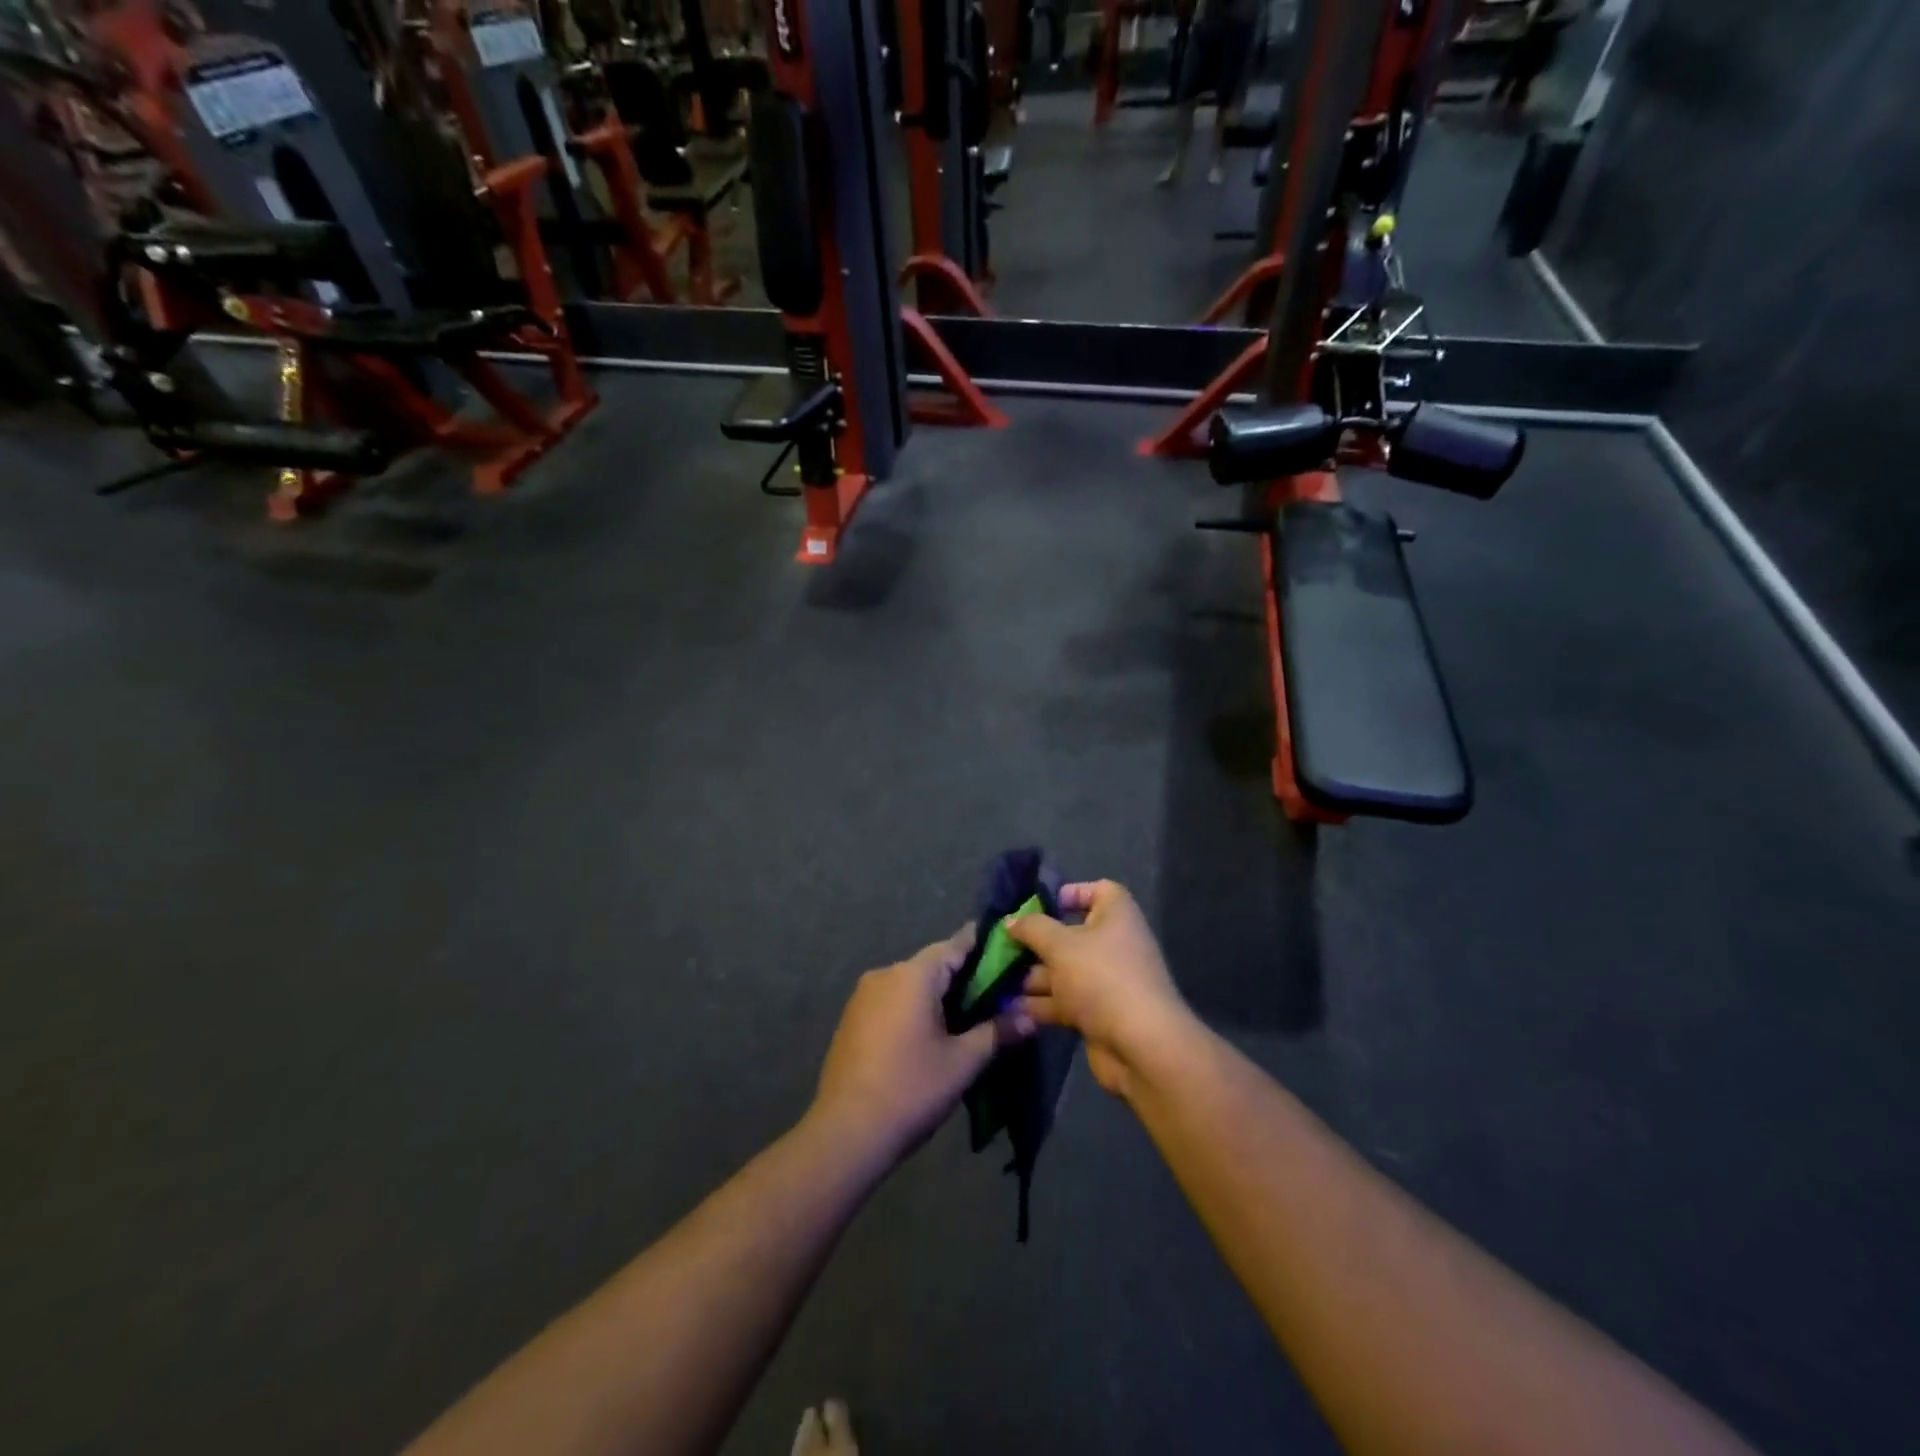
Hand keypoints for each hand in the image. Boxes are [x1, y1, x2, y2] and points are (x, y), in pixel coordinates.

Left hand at [811, 926, 1031, 1161]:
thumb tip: (1030, 1017)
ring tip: (969, 1018)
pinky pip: (892, 1001)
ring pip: (912, 984)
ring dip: (938, 995)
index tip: (1009, 951)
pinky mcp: (852, 1019)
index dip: (984, 946)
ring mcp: (863, 996)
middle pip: (933, 964)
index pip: (956, 945)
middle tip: (997, 995)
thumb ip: (996, 1032)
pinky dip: (915, 1009)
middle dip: (964, 977)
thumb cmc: (911, 1089)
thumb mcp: (963, 1062)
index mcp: (913, 975)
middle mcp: (885, 974)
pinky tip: (932, 1035)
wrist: (846, 1133)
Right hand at [1005, 881, 1192, 1097]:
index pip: (1098, 890)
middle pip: (1070, 934)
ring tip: (997, 980)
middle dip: (1036, 942)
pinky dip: (1041, 1003)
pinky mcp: (1098, 1013)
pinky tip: (1011, 1008)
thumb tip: (1011, 920)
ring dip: (1033, 976)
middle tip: (1002, 947)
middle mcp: (1114, 943)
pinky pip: (1065, 1000)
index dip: (1070, 892)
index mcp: (1116, 916)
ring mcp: (1107, 981)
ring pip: (1064, 971)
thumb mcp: (1060, 945)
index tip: (1038, 905)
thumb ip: (1032, 928)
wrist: (1140, 1046)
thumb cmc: (1102, 978)